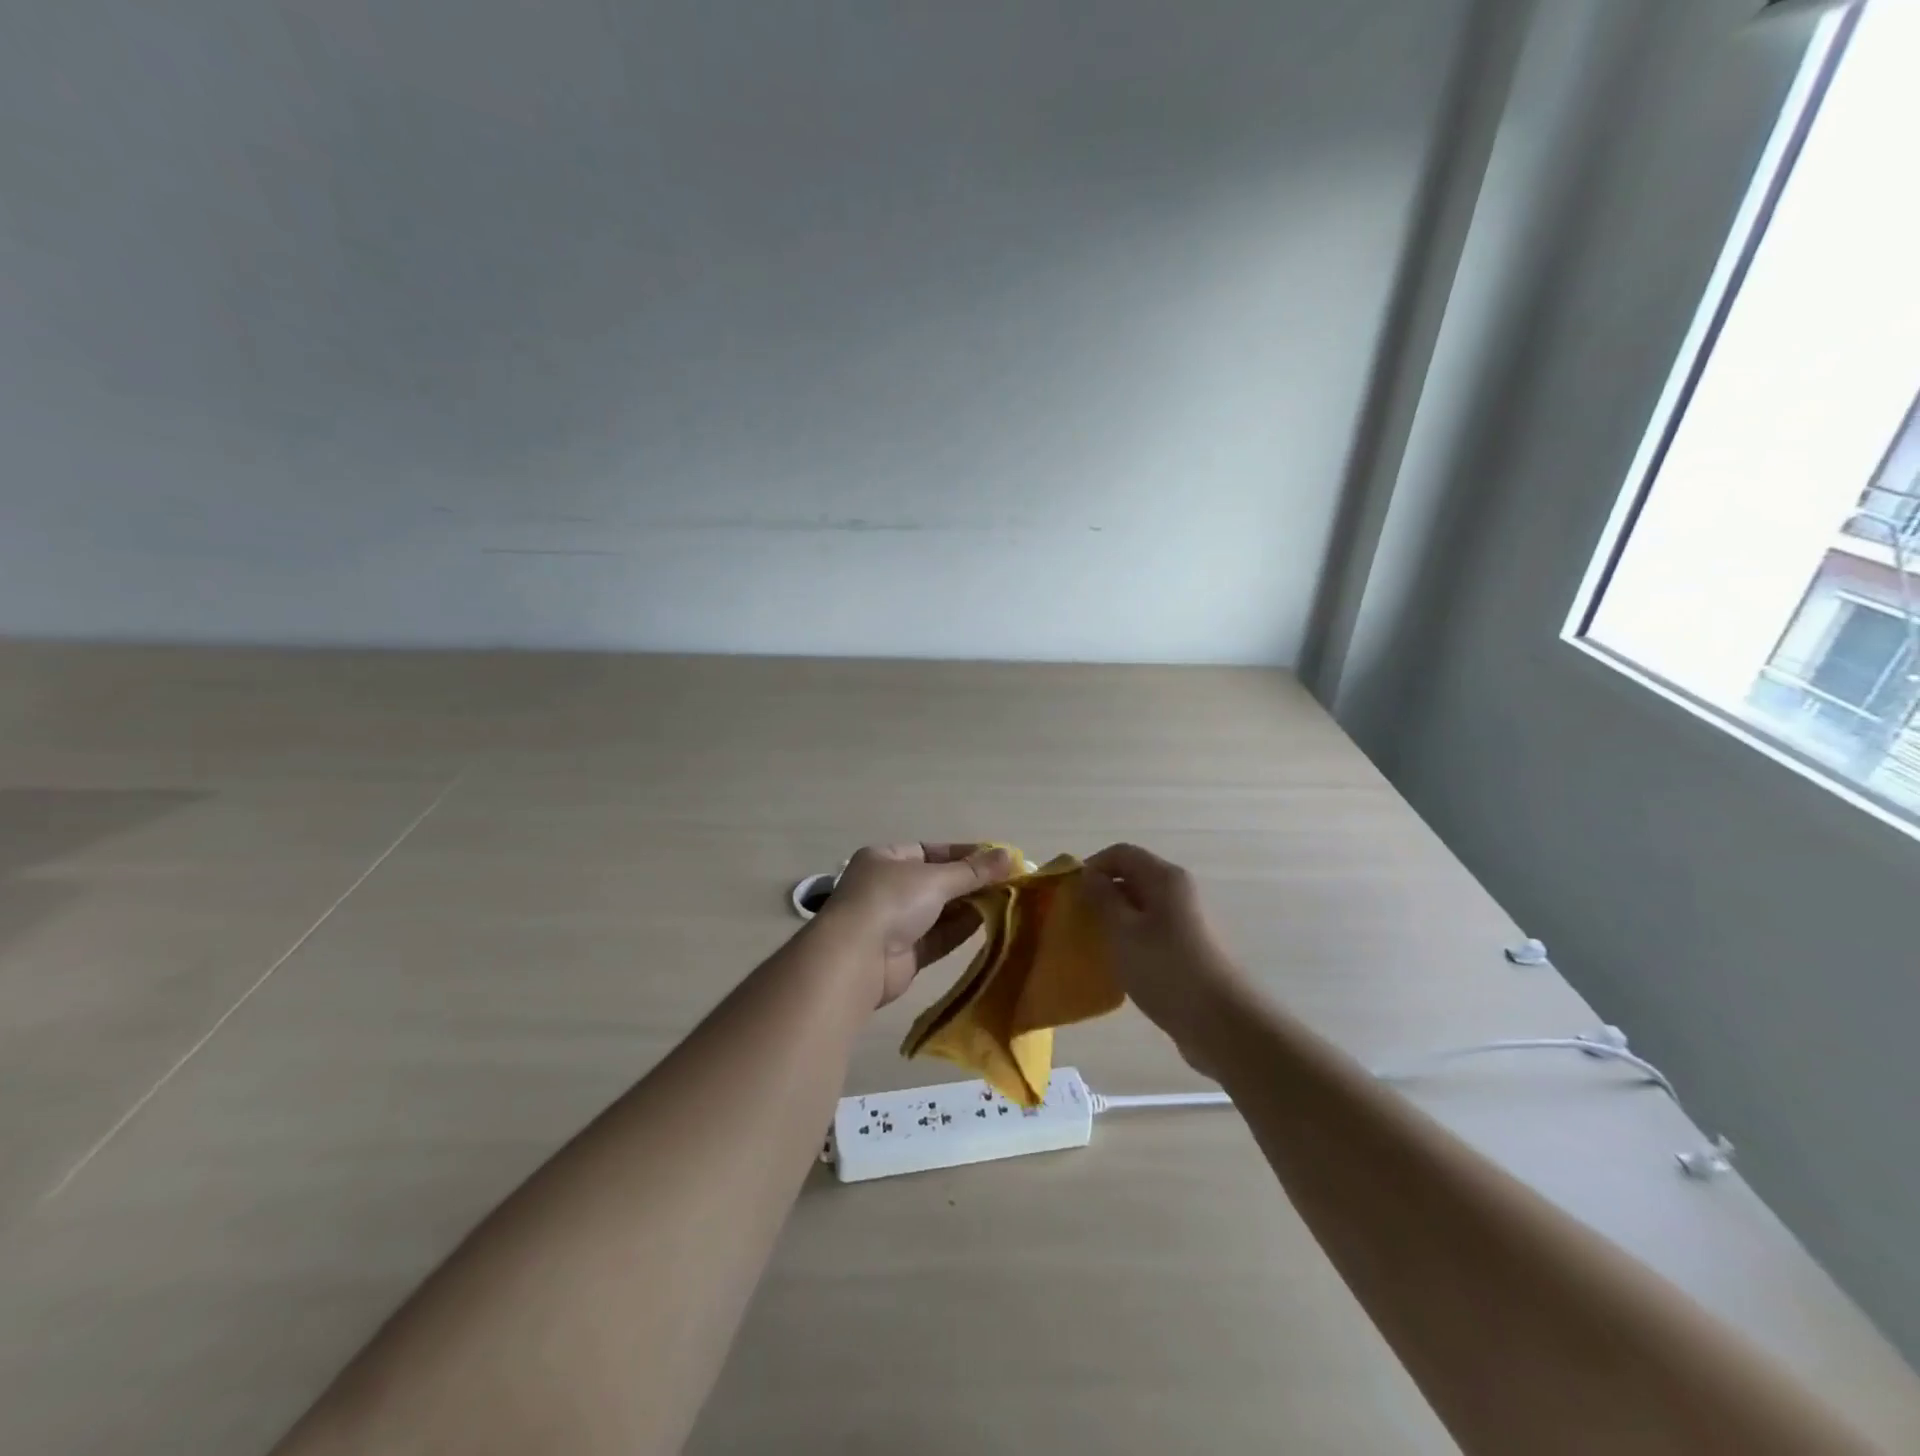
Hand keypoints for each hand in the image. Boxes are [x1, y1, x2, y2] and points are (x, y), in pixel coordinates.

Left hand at [821, 843, 1015, 1006]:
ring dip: (971, 906)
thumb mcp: (935, 878)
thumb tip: (1010, 855)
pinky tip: (991, 923)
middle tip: (1011, 882)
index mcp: (886, 859)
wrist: (856, 959)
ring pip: (941, 911)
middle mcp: (889, 887)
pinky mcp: (905, 954)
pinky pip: (939, 937)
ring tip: (1008, 901)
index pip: (931, 851)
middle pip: (938, 882)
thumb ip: (973, 871)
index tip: (999, 859)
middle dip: (972, 882)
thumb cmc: (891, 901)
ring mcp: (895, 922)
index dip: (966, 854)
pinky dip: (962, 930)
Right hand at [1079, 843, 1248, 1067]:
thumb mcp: (1123, 932)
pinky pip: (1154, 930)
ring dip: (1117, 918)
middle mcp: (1180, 891)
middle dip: (1102, 893)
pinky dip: (1133, 938)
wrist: (1222, 1022)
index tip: (1071, 893)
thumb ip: (1102, 899)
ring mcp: (1189, 920)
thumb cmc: (1166, 969)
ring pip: (1143, 906)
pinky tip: (1123, 964)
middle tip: (1079, 920)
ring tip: (1096, 944)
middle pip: (1134, 876)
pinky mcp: (1191, 947)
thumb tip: (1089, 876)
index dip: (1092, 866)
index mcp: (1165, 878)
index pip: (1121, 853)